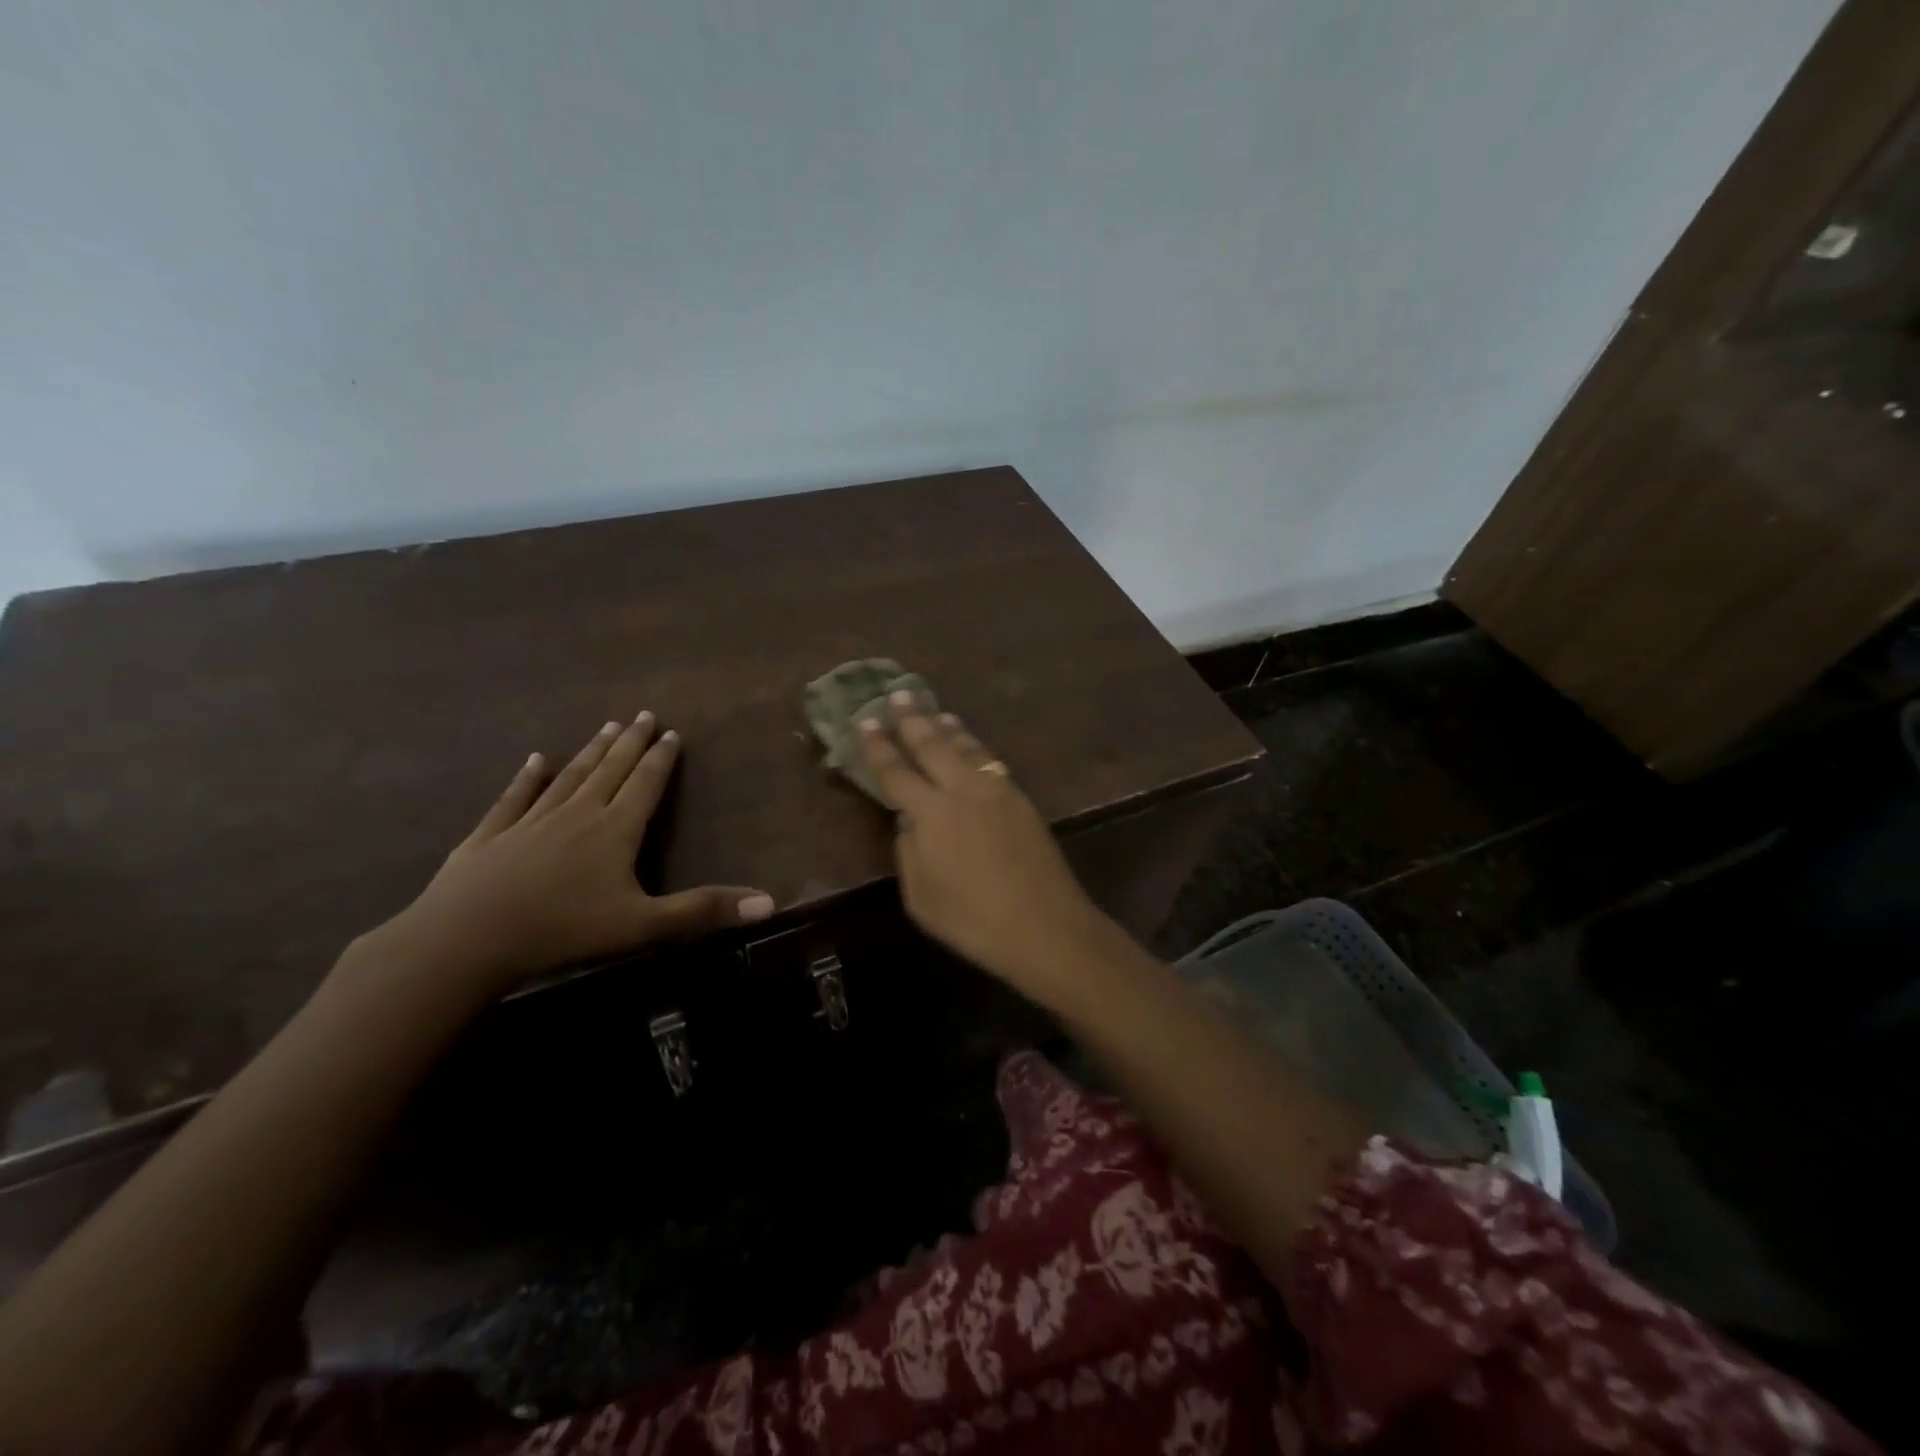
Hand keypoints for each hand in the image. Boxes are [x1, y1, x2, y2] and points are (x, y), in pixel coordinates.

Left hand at [352, 712, 773, 1005]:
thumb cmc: (563, 931)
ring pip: (569, 777)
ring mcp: (530, 822)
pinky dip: (527, 777)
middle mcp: (577, 814)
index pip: (646, 785)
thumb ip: (704, 911)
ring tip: (606, 727)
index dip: (662, 759)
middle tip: (643, 715)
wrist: (465, 940)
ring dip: (591, 752)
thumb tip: (770, 902)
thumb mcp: (644, 926)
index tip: (671, 733)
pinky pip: (514, 798)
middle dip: (631, 743)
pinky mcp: (490, 836)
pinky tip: (534, 759)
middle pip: (611, 770)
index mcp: (615, 831)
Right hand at [857, 695, 1108, 995]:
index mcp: (931, 813)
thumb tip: (908, 820)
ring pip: (966, 747)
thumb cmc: (972, 920)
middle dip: (912, 719)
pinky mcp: (1020, 798)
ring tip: (934, 711)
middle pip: (932, 745)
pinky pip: (988, 760)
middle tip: (898, 694)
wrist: (1044, 925)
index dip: (878, 747)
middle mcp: (962, 789)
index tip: (865, 722)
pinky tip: (970, 744)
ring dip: (946, 727)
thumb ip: (908, 851)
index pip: (896, 772)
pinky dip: (973, 745)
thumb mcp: (920, 896)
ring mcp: (996, 790)